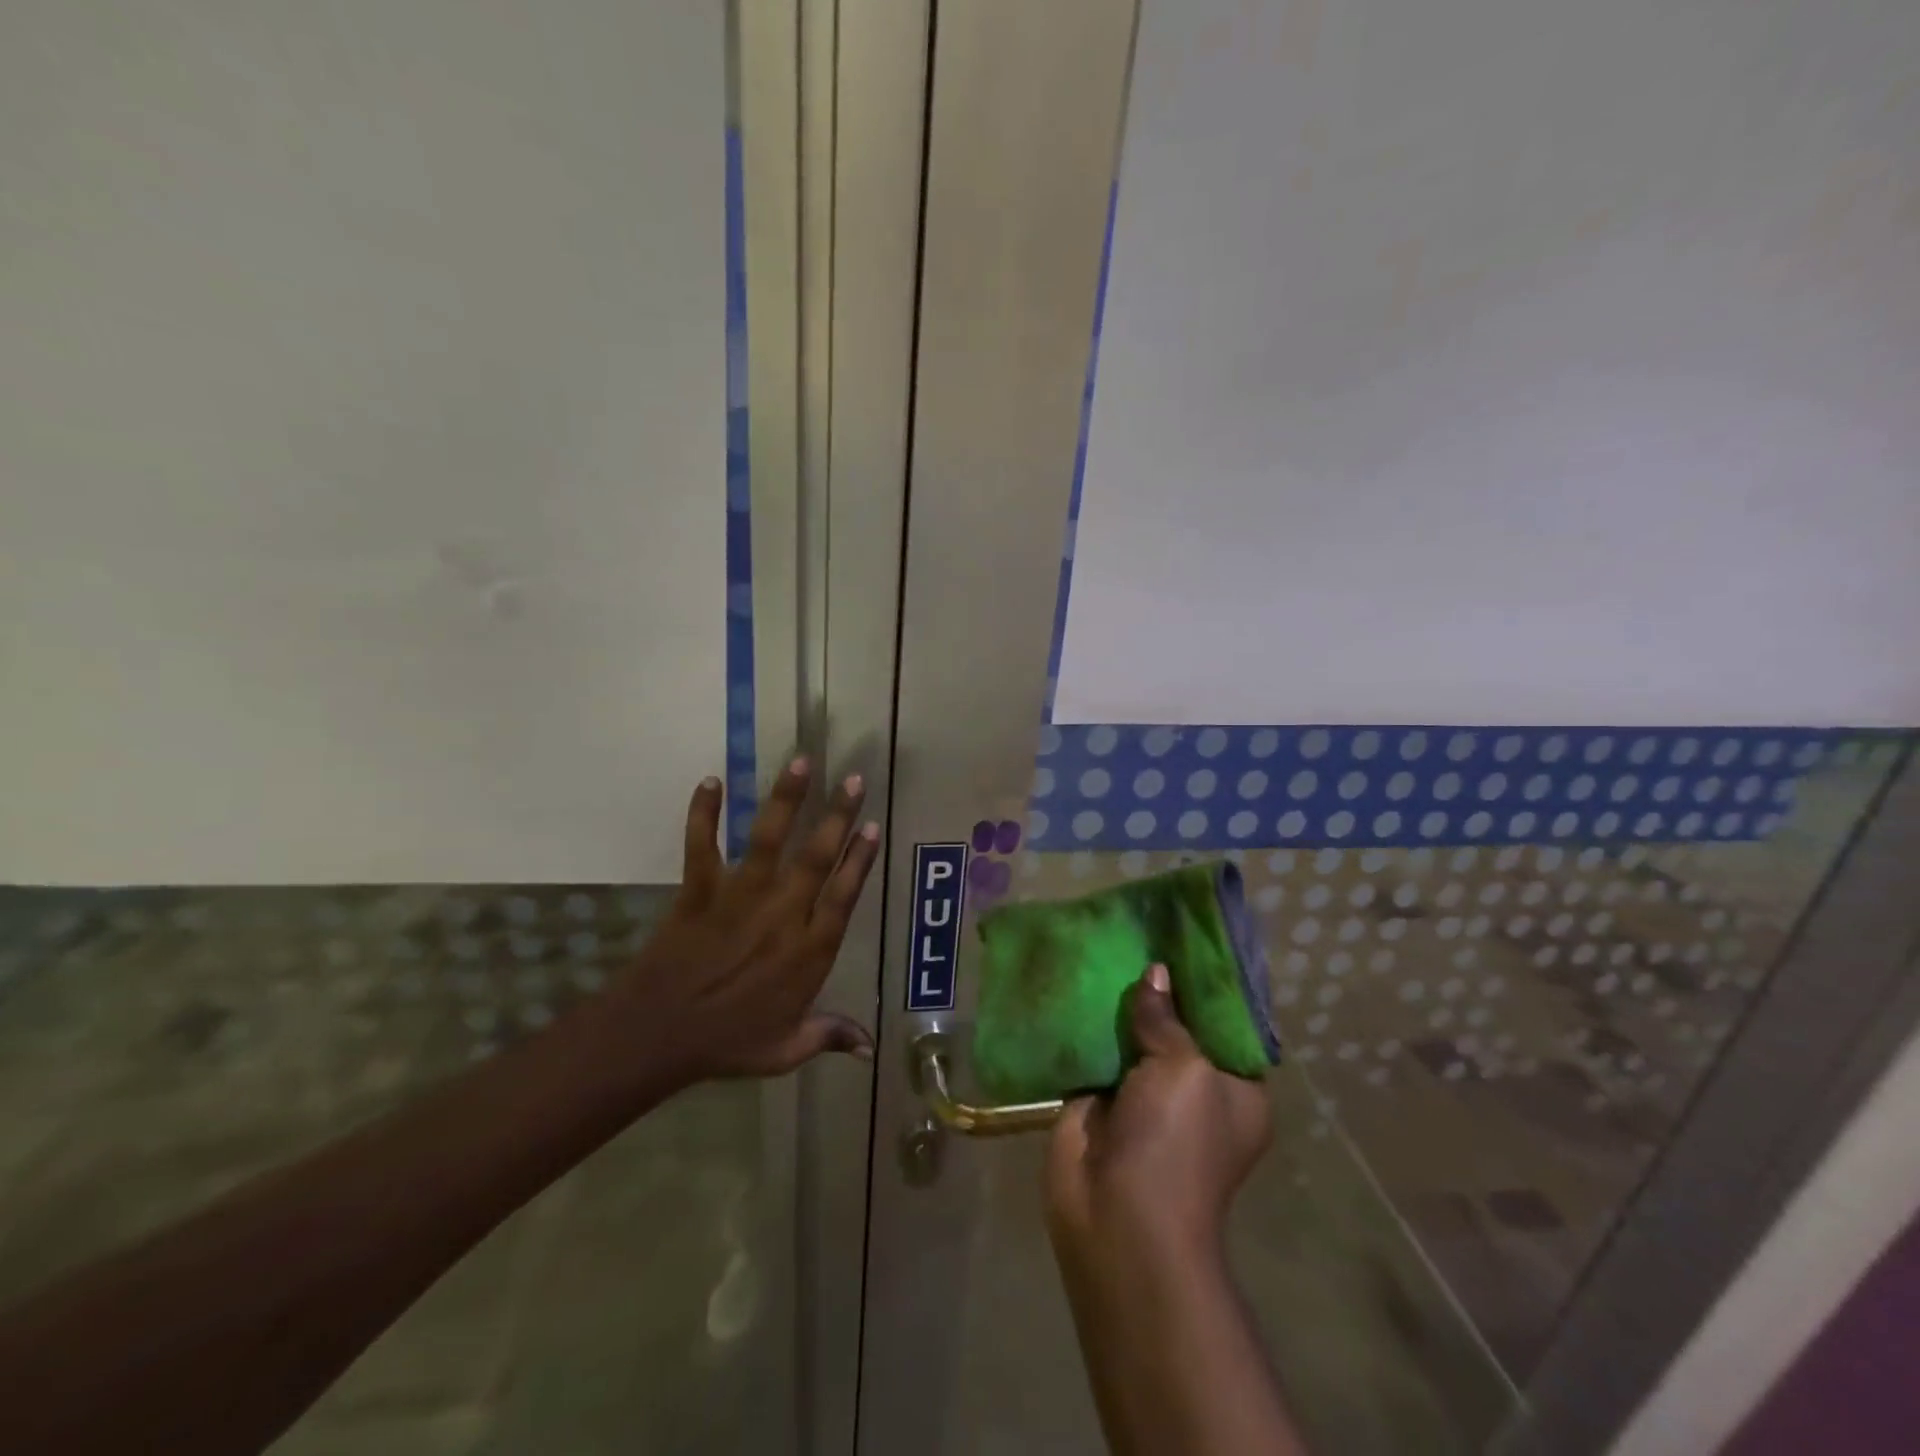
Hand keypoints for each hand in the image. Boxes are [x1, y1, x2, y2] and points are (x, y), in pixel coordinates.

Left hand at [604, 757, 880, 1083]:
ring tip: (802, 761)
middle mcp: (781, 914)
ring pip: (768, 840)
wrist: (658, 1037)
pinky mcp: (700, 891)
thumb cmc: (726, 1044)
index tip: (874, 827)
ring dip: (786, 799)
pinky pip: (702, 845)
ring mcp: (739, 897)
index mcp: (808, 950)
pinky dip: (703, 812)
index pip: (844, 895)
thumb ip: (829, 1037)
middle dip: (838, 816)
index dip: (860, 859)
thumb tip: (871, 1049)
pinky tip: (710, 780)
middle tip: (855, 780)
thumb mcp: (786, 1050)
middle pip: (816, 857)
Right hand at [1044, 963, 1270, 1274]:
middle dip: (1158, 987)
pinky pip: (1096, 1050)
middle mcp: (1193, 1090)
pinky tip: (1076, 979)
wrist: (1117, 1218)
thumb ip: (1168, 1018)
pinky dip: (1087, 1022)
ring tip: (1106, 943)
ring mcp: (1143, 1096)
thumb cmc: (1175, 1142)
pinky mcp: (1099, 1100)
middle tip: (1140, 932)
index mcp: (1235, 1089)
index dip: (1206, 985)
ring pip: (1133, 1035)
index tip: (1186, 940)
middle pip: (1176, 1025)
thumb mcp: (1185, 1069)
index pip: (1227, 1024)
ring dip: (1119, 1002)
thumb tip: (1155, 974)